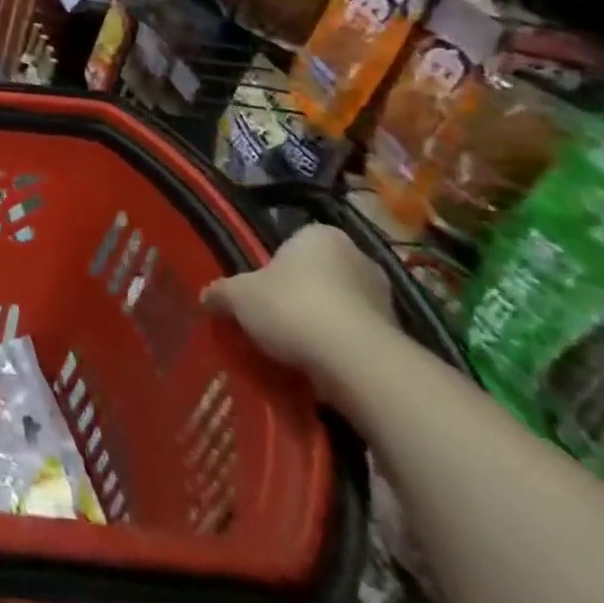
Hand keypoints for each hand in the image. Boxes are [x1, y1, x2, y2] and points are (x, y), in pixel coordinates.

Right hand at [202, 226, 399, 398]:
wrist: (355, 361)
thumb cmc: (291, 307)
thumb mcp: (237, 296)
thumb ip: (220, 293)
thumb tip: (206, 297)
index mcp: (321, 235)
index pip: (292, 243)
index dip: (272, 268)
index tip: (259, 291)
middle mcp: (358, 257)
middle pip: (317, 275)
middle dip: (299, 296)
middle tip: (271, 320)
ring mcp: (384, 298)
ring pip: (339, 308)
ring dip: (320, 325)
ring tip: (292, 349)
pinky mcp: (397, 338)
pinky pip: (356, 338)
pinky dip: (339, 350)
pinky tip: (317, 367)